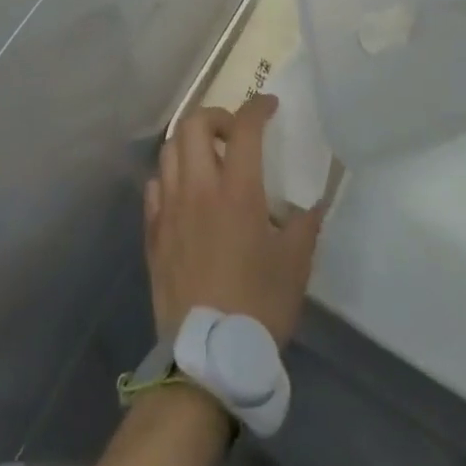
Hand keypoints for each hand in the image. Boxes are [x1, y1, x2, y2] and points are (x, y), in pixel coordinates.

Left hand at [145, 94, 321, 345]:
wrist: (208, 359)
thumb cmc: (259, 307)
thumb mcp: (296, 265)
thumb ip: (305, 224)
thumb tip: (312, 201)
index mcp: (237, 190)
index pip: (245, 127)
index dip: (258, 107)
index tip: (270, 106)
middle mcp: (198, 188)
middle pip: (194, 124)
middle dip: (217, 116)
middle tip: (235, 133)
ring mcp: (170, 208)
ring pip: (169, 150)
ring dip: (191, 143)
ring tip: (210, 159)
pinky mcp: (153, 233)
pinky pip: (155, 186)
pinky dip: (170, 177)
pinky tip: (185, 193)